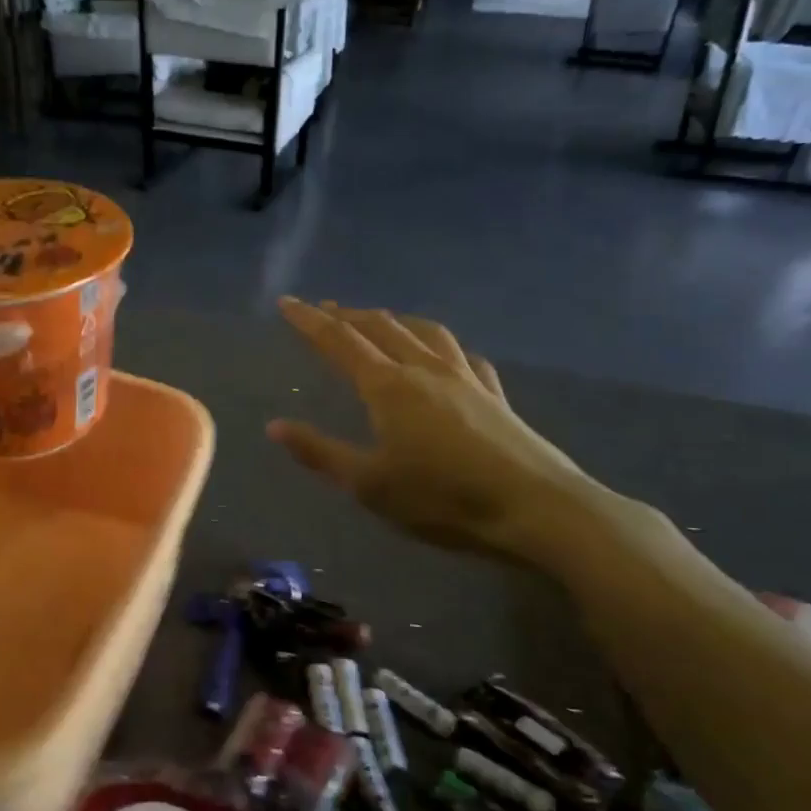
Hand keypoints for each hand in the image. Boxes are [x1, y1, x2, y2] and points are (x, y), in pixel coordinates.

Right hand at [267, 298, 600, 562]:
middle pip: (380, 327)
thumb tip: (275, 425)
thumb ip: (320, 452)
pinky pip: (460, 353)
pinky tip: (443, 352)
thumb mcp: (369, 484)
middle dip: (347, 315)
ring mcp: (464, 377)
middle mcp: (423, 369)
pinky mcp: (494, 392)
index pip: (339, 341)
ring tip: (379, 318)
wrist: (535, 508)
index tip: (287, 302)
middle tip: (324, 309)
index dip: (309, 321)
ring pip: (422, 331)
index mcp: (388, 386)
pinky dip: (439, 343)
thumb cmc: (442, 499)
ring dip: (393, 319)